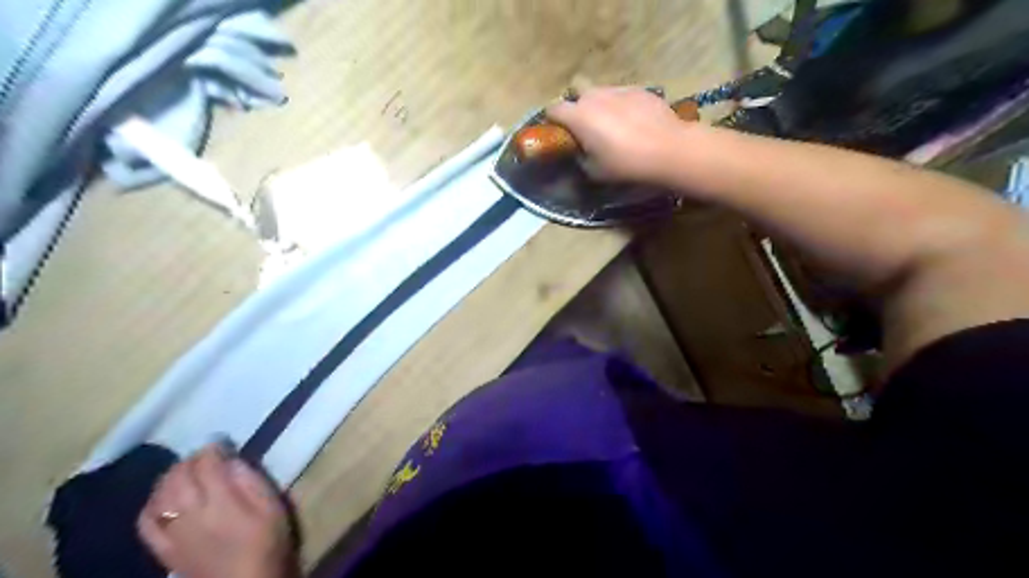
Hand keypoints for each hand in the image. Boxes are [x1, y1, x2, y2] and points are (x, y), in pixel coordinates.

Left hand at [138, 445, 297, 577]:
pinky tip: (163, 497)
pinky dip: (152, 503)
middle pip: (179, 475)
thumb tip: (232, 460)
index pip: (206, 464)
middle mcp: (190, 513)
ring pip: (160, 494)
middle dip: (191, 459)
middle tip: (207, 454)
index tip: (223, 442)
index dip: (213, 448)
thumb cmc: (267, 542)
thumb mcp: (272, 507)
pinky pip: (146, 521)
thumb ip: (252, 481)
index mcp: (221, 501)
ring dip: (171, 476)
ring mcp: (172, 532)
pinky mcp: (163, 549)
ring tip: (187, 470)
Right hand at [546, 87, 698, 181]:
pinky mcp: (640, 89)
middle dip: (576, 102)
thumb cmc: (625, 164)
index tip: (558, 131)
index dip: (553, 119)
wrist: (668, 150)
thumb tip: (580, 150)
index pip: (553, 108)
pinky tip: (634, 121)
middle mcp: (595, 96)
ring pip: (601, 90)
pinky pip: (622, 94)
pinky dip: (622, 105)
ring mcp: (619, 89)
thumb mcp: (594, 170)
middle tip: (586, 123)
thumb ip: (580, 157)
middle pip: (576, 89)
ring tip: (613, 123)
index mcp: (579, 116)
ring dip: (600, 103)